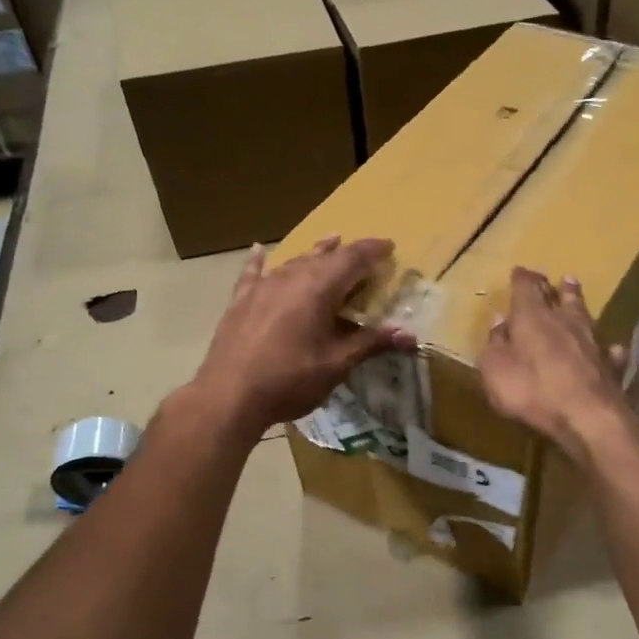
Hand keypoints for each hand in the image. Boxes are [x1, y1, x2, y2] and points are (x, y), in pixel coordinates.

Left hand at [191, 236, 414, 435]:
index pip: (352, 258)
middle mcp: (290, 278)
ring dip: (314, 254)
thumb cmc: (290, 380)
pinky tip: (257, 250)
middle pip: (323, 256)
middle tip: (365, 255)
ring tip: (329, 243)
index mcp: (318, 288)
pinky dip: (259, 261)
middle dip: (347, 253)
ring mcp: (262, 287)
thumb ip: (370, 343)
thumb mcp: (336, 364)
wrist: (229, 395)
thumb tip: (409, 335)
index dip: (372, 250)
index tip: (389, 246)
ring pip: (293, 261)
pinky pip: (253, 274)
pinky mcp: (241, 301)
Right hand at [478, 269, 632, 460]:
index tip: (519, 271)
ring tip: (575, 289)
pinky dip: (606, 346)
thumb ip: (495, 344)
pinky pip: (608, 349)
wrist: (588, 416)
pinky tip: (610, 347)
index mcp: (532, 317)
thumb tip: (499, 321)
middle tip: (553, 278)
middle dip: (552, 286)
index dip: (521, 279)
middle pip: (559, 296)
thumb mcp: (495, 370)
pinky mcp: (611, 364)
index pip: (525, 288)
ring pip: (585, 313)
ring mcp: (592, 340)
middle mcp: (564, 320)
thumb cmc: (532, 390)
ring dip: (578, 301)